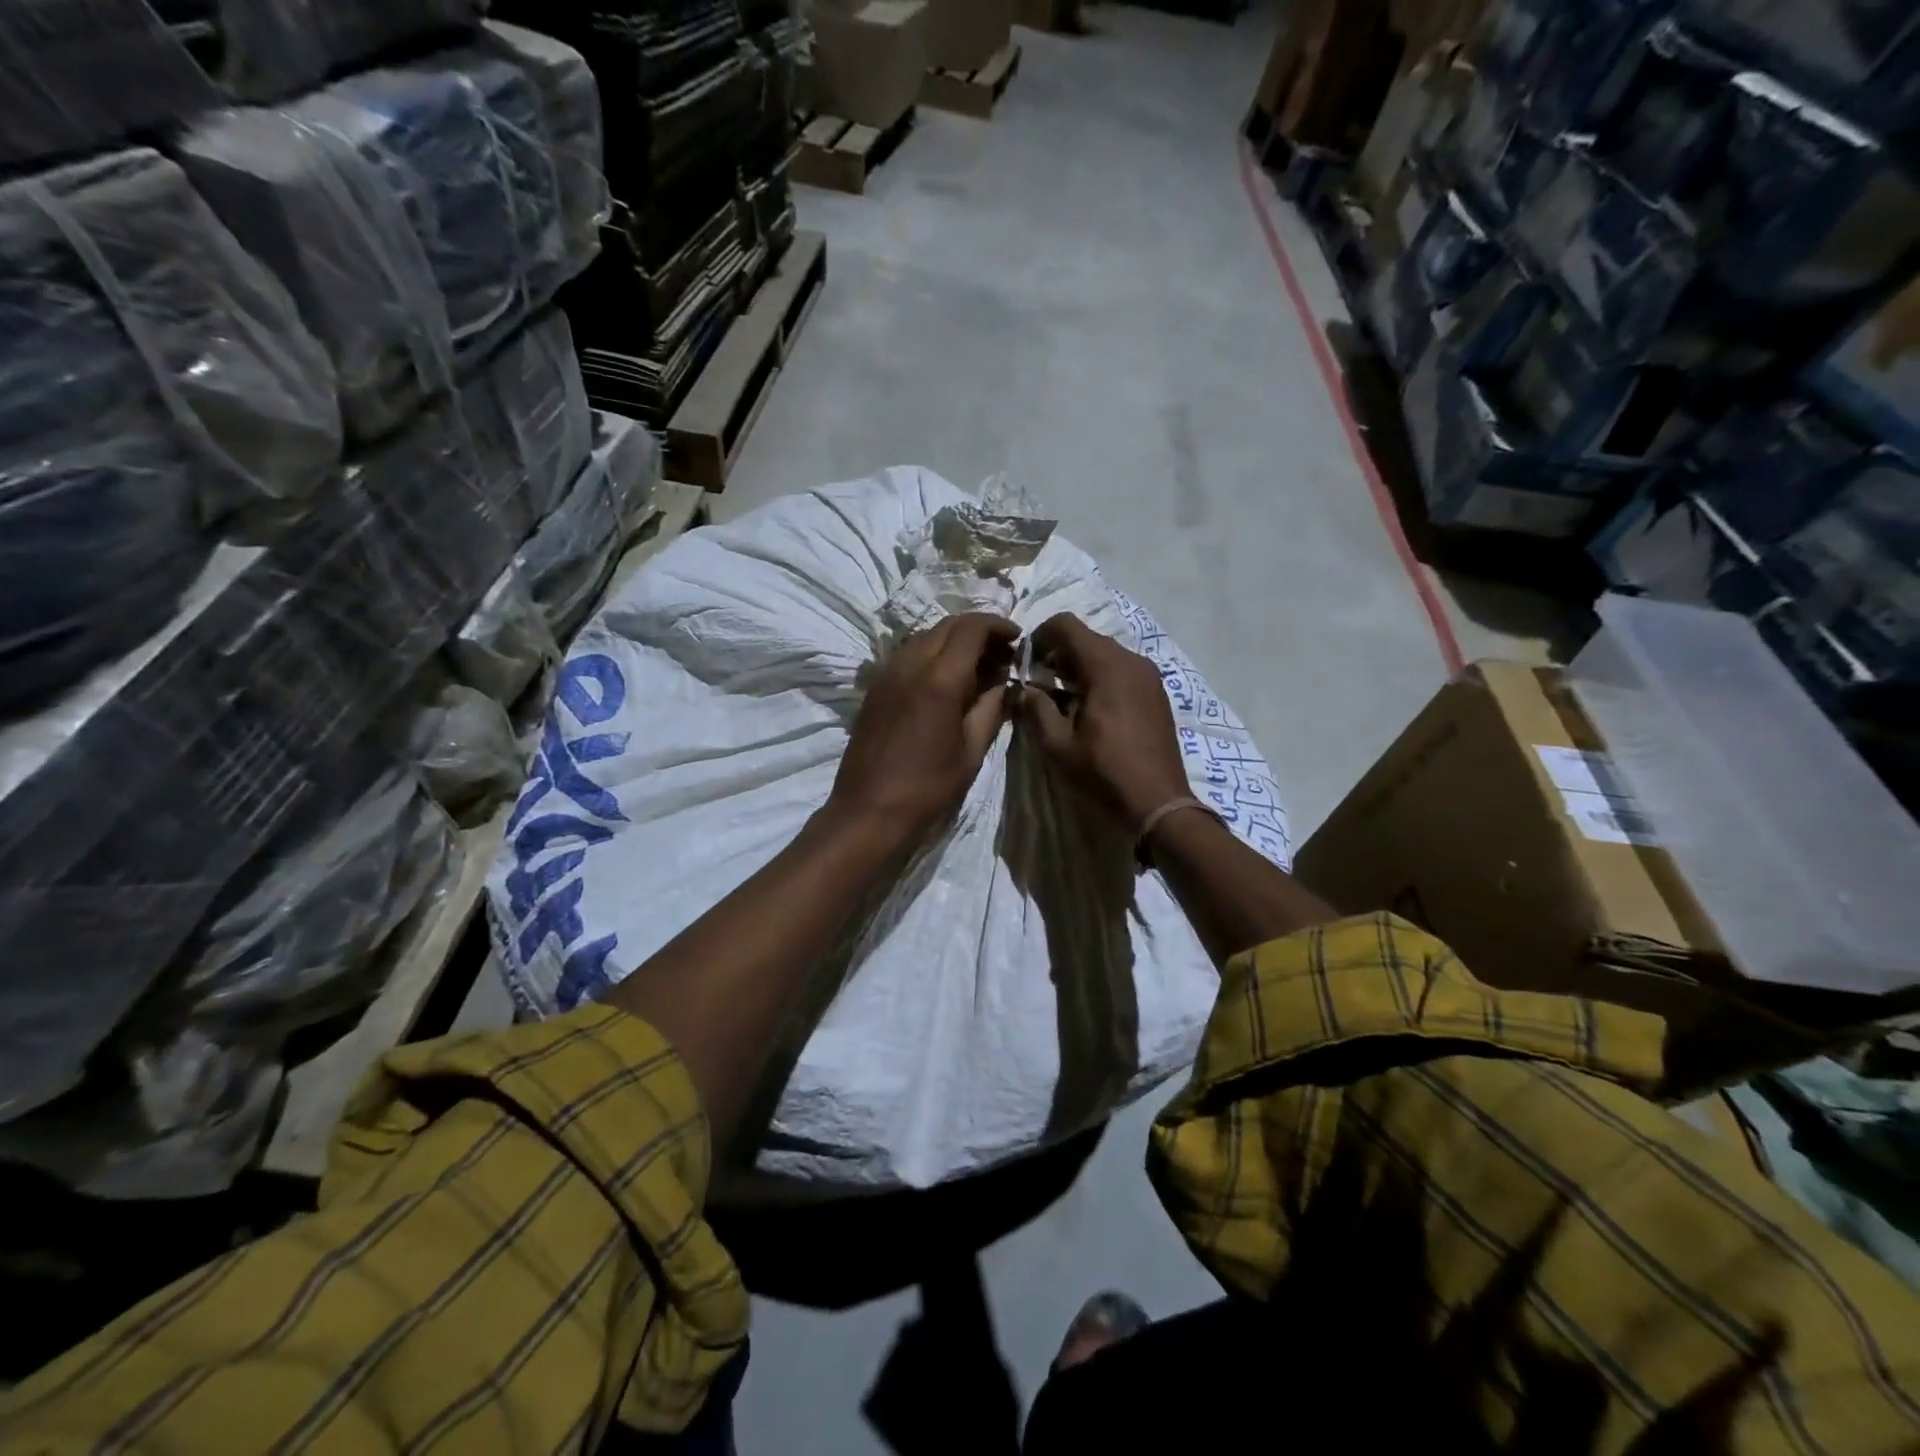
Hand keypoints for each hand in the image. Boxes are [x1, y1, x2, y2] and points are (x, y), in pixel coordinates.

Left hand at [828, 612, 1018, 845]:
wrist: (868, 811)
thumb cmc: (927, 787)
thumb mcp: (971, 751)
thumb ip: (990, 709)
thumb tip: (1004, 683)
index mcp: (939, 680)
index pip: (971, 628)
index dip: (998, 625)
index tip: (1017, 639)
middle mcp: (909, 665)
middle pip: (947, 625)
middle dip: (978, 630)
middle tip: (1001, 652)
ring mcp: (887, 674)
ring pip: (925, 636)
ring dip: (953, 640)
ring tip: (976, 665)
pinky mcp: (874, 688)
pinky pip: (907, 654)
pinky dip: (931, 653)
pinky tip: (944, 679)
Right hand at [1018, 613, 1190, 829]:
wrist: (1158, 803)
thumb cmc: (1104, 772)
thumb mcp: (1058, 744)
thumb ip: (1036, 709)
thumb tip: (1022, 690)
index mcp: (1107, 665)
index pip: (1066, 625)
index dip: (1040, 637)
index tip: (1026, 663)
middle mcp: (1132, 660)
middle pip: (1087, 638)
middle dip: (1058, 654)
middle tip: (1040, 685)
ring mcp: (1149, 676)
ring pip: (1106, 655)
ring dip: (1079, 667)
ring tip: (1063, 701)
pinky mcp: (1157, 694)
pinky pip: (1123, 671)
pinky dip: (1101, 678)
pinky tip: (1091, 710)